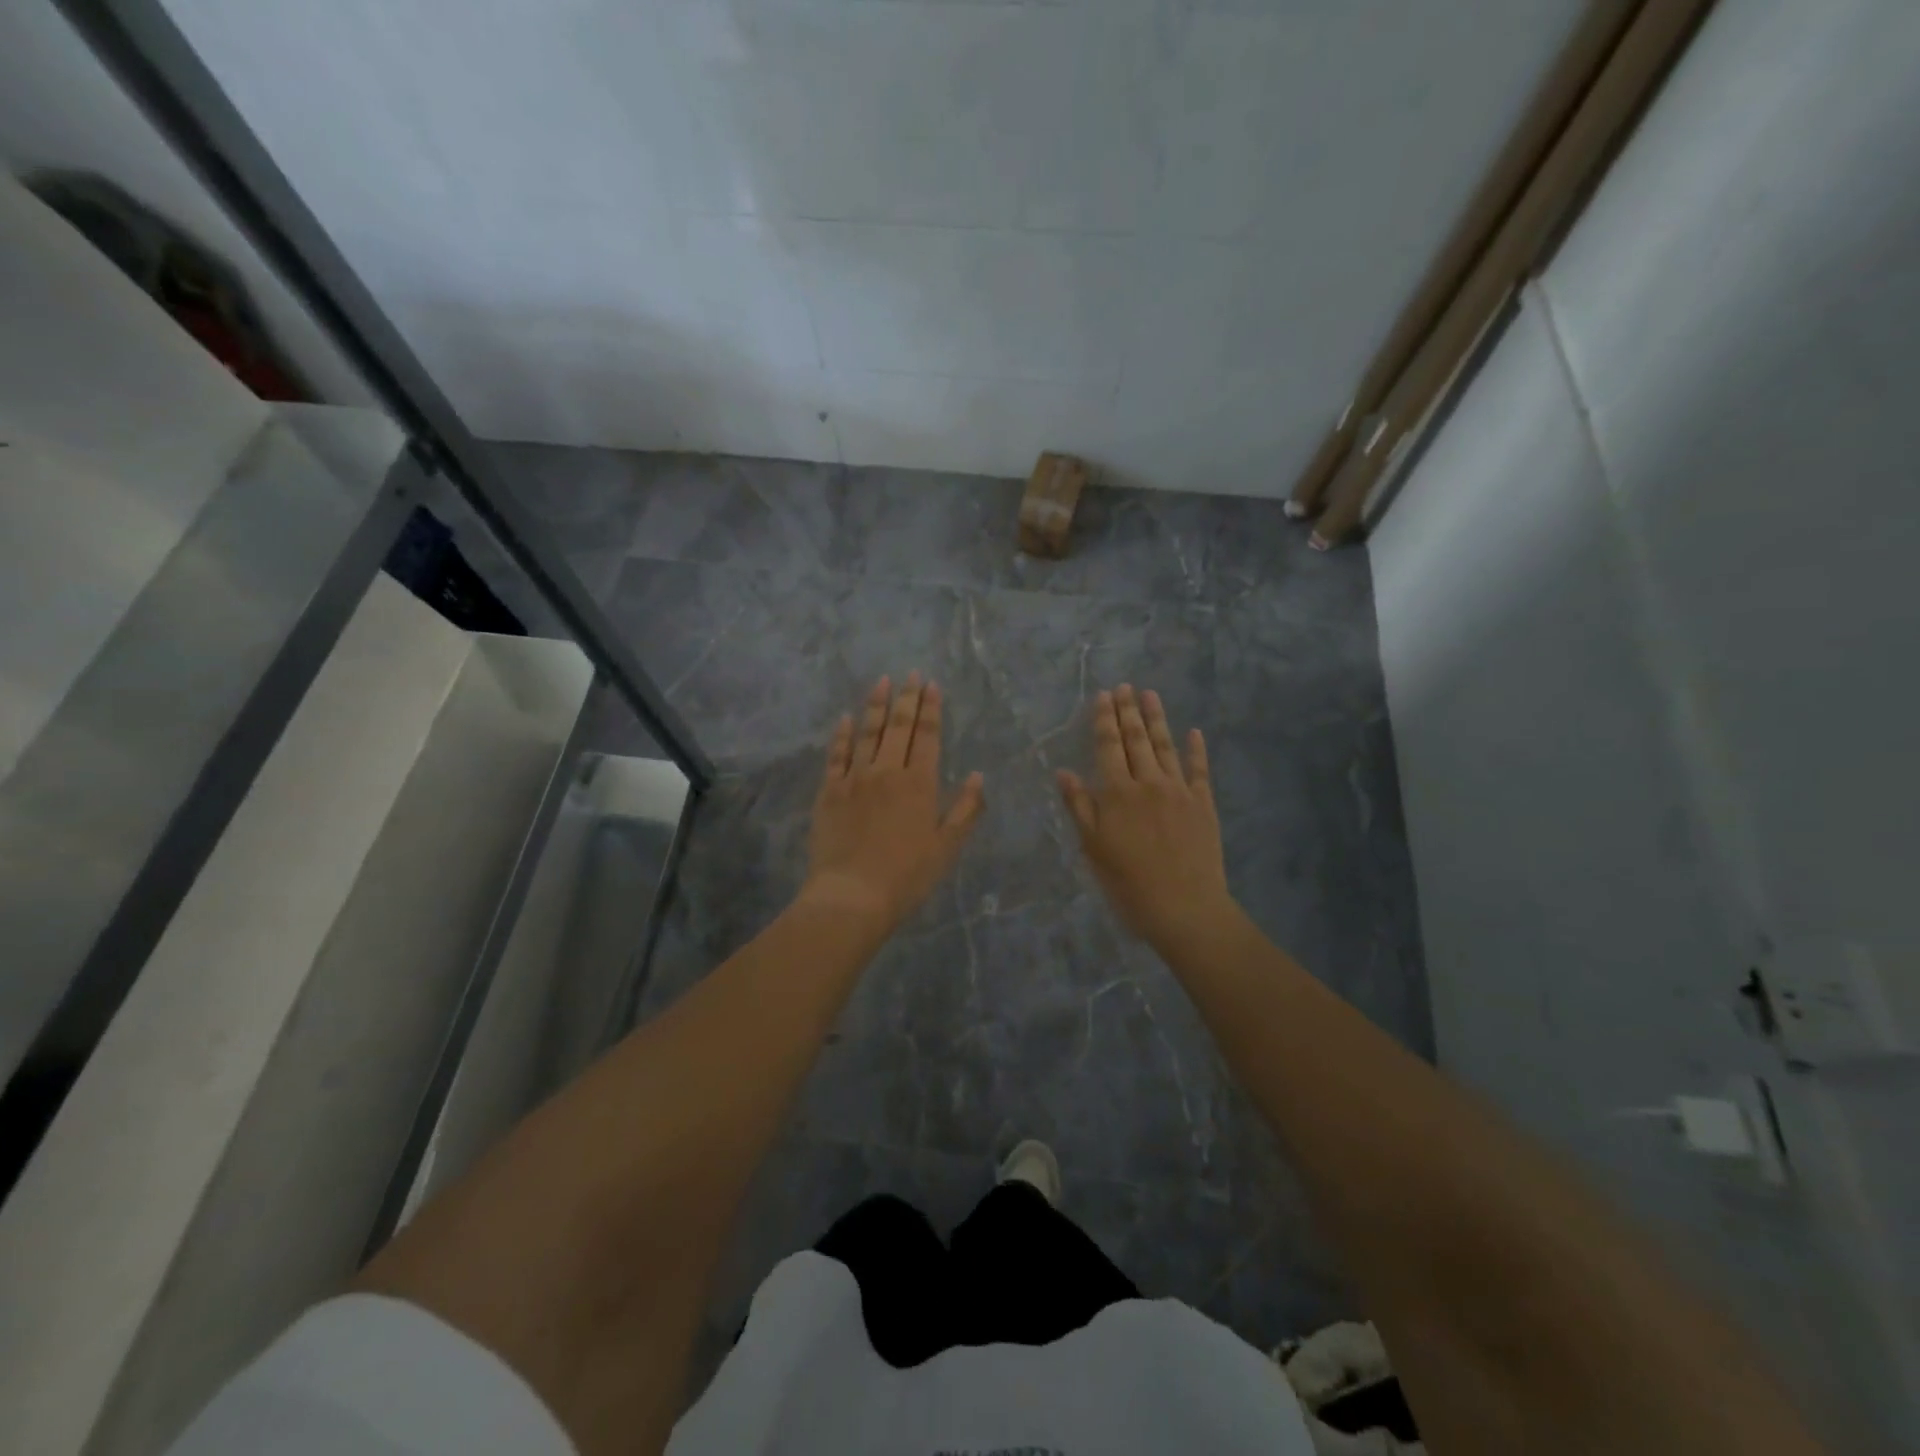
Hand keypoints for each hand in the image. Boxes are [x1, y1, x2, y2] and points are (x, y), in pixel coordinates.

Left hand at [804, 673, 984, 931]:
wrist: (852, 895)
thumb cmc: (907, 876)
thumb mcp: (947, 847)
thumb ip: (966, 810)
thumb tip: (979, 776)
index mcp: (920, 783)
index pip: (928, 736)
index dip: (931, 709)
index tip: (932, 685)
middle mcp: (887, 771)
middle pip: (898, 726)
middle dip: (906, 697)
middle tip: (911, 673)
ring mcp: (855, 778)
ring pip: (867, 732)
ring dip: (875, 705)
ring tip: (881, 681)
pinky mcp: (829, 791)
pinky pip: (836, 755)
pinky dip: (842, 735)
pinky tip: (845, 719)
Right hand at [1058, 684, 1233, 954]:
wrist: (1185, 908)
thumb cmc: (1129, 883)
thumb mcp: (1093, 848)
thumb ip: (1079, 807)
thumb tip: (1063, 772)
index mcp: (1117, 794)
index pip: (1108, 747)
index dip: (1104, 720)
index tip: (1103, 696)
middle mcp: (1148, 784)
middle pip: (1136, 740)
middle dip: (1128, 711)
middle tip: (1125, 686)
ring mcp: (1179, 791)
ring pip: (1166, 746)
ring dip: (1157, 719)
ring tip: (1151, 694)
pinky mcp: (1204, 804)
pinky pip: (1199, 769)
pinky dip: (1196, 749)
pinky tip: (1194, 732)